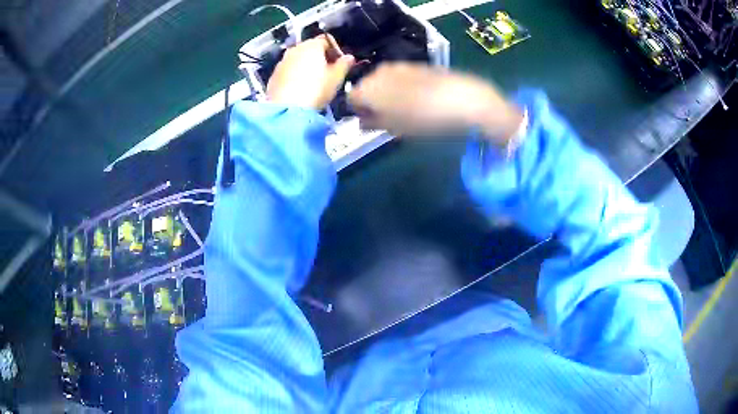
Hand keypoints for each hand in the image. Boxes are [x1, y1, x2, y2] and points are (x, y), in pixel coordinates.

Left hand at [266, 34, 355, 109]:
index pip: (327, 40)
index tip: (339, 63)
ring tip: (313, 83)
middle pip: (310, 48)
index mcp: (312, 45)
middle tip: (328, 73)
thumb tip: (349, 58)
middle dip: (320, 58)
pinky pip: (288, 70)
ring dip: (306, 66)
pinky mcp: (273, 75)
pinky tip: (300, 89)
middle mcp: (295, 49)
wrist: (286, 109)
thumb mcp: (336, 78)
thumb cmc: (315, 90)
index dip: (335, 50)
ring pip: (298, 59)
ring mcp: (282, 62)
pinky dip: (295, 75)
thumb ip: (344, 65)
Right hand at [348, 63, 523, 144]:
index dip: (358, 112)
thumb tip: (362, 122)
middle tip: (387, 118)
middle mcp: (378, 72)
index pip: (351, 99)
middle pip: (366, 87)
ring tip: (405, 109)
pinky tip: (418, 98)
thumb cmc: (423, 118)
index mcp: (368, 88)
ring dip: (387, 94)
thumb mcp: (395, 128)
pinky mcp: (416, 65)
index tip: (371, 122)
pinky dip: (401, 87)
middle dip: (372, 101)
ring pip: (383, 81)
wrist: (460, 99)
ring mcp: (398, 66)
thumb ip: (372, 123)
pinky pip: (399, 77)